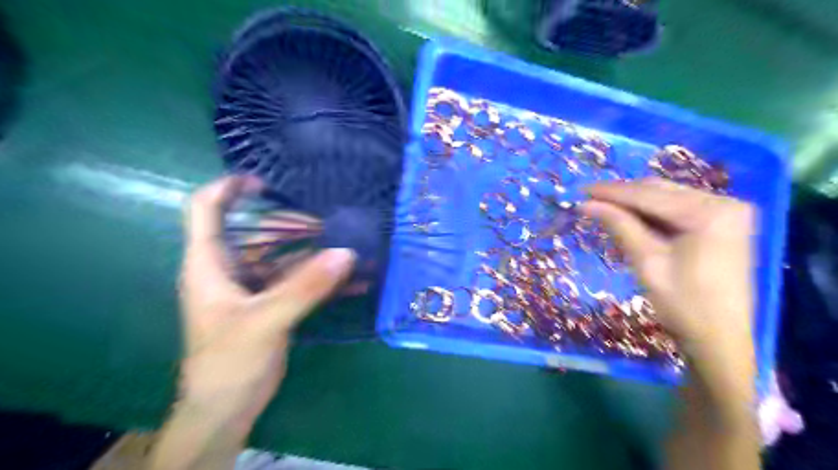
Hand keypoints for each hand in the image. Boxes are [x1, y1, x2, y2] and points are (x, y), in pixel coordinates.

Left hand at [178, 176, 354, 432]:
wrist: (227, 409)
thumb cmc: (228, 362)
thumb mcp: (265, 321)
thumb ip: (305, 287)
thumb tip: (346, 253)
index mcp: (210, 264)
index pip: (205, 210)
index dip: (227, 188)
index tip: (263, 181)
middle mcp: (230, 269)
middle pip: (256, 230)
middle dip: (289, 221)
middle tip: (327, 219)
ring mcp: (253, 287)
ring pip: (282, 255)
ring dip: (313, 250)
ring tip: (347, 243)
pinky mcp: (272, 304)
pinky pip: (298, 281)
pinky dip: (321, 277)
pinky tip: (351, 278)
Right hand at [584, 180, 752, 403]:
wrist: (720, 340)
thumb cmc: (683, 304)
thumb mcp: (647, 262)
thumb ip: (620, 225)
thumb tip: (586, 204)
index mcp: (710, 213)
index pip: (650, 195)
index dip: (612, 192)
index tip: (581, 190)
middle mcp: (724, 203)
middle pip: (661, 191)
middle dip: (623, 195)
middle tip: (589, 198)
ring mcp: (727, 212)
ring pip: (668, 198)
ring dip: (635, 203)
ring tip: (603, 206)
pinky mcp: (723, 224)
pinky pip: (679, 210)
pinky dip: (652, 213)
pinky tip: (629, 217)